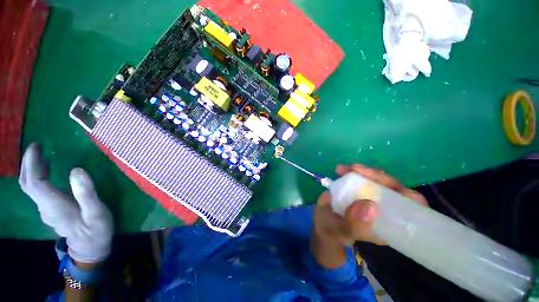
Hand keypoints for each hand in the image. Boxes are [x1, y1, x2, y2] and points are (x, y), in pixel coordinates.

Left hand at [19, 143, 113, 263]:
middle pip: (27, 183)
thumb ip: (86, 193)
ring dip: (32, 169)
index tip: (37, 146)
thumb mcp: (97, 212)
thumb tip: (76, 170)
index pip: (34, 181)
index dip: (32, 163)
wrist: (90, 249)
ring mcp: (45, 210)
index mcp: (54, 205)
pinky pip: (37, 191)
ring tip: (41, 155)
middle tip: (36, 147)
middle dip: (28, 163)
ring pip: (30, 187)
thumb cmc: (96, 230)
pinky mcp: (50, 211)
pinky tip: (47, 172)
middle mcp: (44, 207)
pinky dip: (37, 177)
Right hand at [314, 164, 427, 245]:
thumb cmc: (333, 233)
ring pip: (377, 180)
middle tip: (355, 169)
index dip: (407, 195)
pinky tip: (341, 170)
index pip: (411, 208)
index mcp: (389, 224)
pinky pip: (361, 177)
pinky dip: (353, 171)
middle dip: (377, 176)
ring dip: (363, 171)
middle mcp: (384, 208)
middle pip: (393, 188)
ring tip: (344, 169)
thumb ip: (354, 225)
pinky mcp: (359, 189)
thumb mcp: (341, 232)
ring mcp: (371, 196)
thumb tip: (370, 207)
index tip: (389, 185)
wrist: (321, 224)